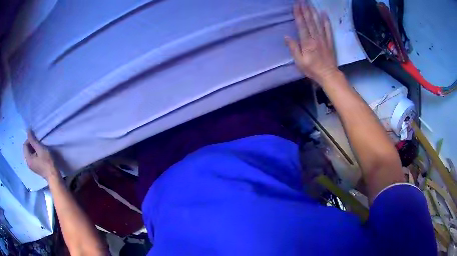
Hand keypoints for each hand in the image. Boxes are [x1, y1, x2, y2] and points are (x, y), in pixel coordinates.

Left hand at [23, 130, 57, 179]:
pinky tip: (40, 155)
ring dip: (33, 149)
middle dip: (31, 145)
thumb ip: (33, 140)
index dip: (29, 140)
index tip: (36, 140)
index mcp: (28, 159)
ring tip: (40, 149)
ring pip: (29, 154)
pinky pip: (32, 158)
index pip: (25, 145)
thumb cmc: (47, 162)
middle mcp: (28, 163)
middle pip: (26, 150)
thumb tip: (28, 130)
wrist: (53, 176)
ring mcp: (31, 167)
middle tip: (38, 144)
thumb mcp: (40, 149)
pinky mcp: (35, 168)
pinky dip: (34, 154)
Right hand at [285, 0, 338, 84]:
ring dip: (313, 12)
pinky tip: (324, 14)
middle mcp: (315, 38)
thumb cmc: (312, 69)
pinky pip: (328, 29)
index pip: (301, 25)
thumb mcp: (299, 62)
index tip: (296, 5)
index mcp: (306, 42)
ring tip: (310, 3)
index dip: (298, 14)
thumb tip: (287, 37)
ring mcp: (323, 39)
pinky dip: (326, 21)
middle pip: (309, 21)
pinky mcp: (329, 41)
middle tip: (302, 0)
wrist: (329, 75)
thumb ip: (293, 48)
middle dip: (305, 9)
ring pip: (318, 23)